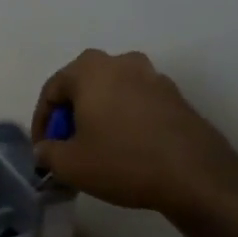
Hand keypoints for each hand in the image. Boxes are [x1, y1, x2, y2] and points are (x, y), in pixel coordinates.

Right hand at [31, 50, 237, 221]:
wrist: (195, 174)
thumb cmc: (122, 161)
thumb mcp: (70, 165)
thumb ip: (48, 152)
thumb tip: (46, 149)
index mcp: (89, 69)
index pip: (52, 90)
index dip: (42, 123)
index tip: (43, 151)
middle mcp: (121, 62)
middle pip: (83, 87)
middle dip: (71, 117)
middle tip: (67, 148)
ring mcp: (152, 76)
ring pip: (112, 94)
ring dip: (99, 117)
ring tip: (97, 150)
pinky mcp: (175, 96)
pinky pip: (137, 104)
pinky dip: (125, 121)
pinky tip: (126, 149)